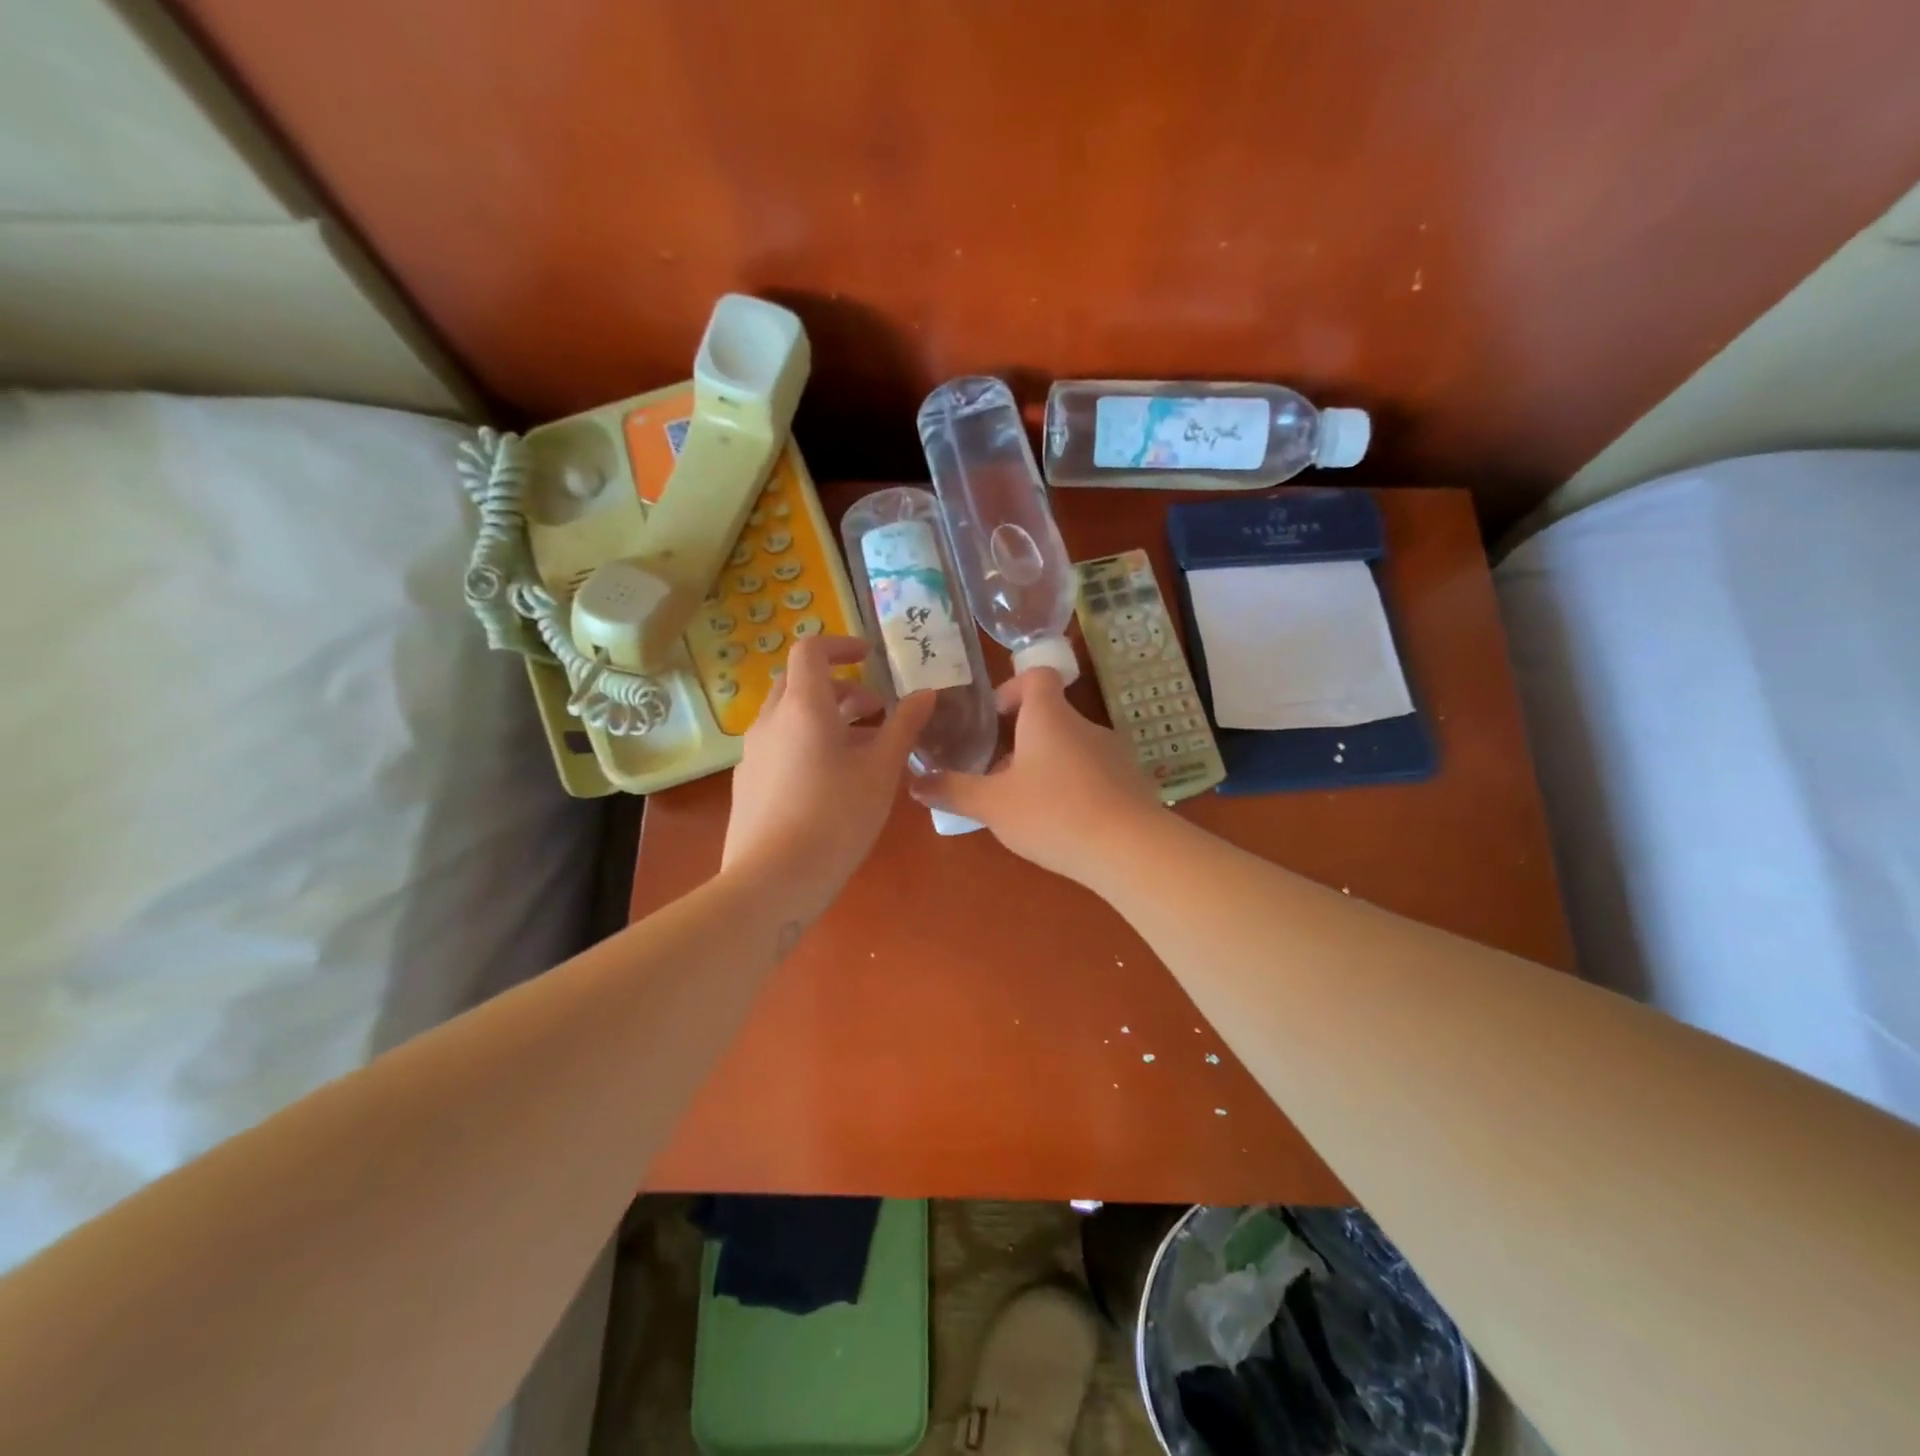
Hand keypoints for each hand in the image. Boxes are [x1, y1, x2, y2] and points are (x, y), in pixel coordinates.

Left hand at [723, 635, 933, 917]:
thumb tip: (927, 693)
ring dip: (825, 717)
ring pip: (789, 716)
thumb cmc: (836, 817)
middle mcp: (770, 720)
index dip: (841, 645)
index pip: (811, 649)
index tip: (870, 659)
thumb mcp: (881, 770)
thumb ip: (904, 726)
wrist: (772, 879)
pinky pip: (779, 744)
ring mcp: (753, 752)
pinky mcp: (748, 782)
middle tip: (875, 710)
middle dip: (839, 686)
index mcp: (803, 706)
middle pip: (800, 682)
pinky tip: (831, 781)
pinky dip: (806, 742)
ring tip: (862, 749)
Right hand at [911, 667, 1161, 884]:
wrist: (1130, 849)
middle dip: (1021, 741)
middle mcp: (1084, 725)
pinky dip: (1075, 787)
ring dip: (1048, 766)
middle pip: (1051, 717)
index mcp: (1049, 717)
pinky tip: (1065, 823)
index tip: (995, 716)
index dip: (1013, 687)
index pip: (1037, 676)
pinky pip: (1094, 774)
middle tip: (998, 774)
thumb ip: (953, 791)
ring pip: (1071, 748)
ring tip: (1029, 804)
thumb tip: (914, 783)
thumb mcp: (992, 805)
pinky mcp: (1131, 783)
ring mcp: (1113, 753)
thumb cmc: (1053, 813)